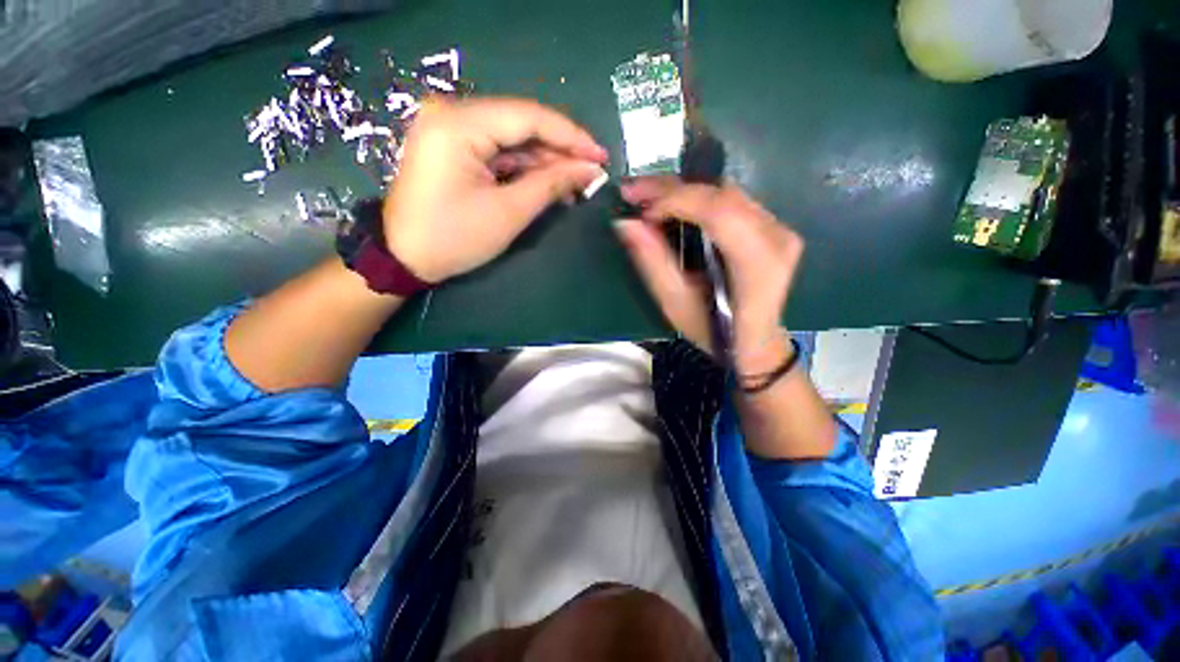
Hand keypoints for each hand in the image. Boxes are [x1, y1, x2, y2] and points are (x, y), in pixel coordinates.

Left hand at [383, 97, 608, 282]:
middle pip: (521, 124)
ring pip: (512, 139)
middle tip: (591, 175)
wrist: (404, 258)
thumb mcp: (508, 213)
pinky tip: (548, 183)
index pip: (529, 117)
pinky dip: (524, 168)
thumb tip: (590, 170)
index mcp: (459, 124)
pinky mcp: (452, 146)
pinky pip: (498, 150)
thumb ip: (551, 184)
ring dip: (545, 162)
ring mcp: (450, 128)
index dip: (571, 136)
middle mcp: (452, 113)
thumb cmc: (454, 239)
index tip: (600, 156)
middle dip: (559, 152)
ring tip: (575, 185)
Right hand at [615, 178, 803, 374]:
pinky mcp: (772, 225)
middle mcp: (777, 236)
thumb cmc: (715, 332)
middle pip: (721, 194)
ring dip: (682, 191)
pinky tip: (672, 206)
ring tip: (647, 199)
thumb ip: (653, 262)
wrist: (754, 341)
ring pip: (724, 191)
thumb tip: (625, 222)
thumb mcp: (676, 304)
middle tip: (632, 191)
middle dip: (671, 189)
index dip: (676, 201)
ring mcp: (779, 227)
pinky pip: (730, 199)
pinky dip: (696, 198)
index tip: (639, 209)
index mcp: (759, 263)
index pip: (720, 212)